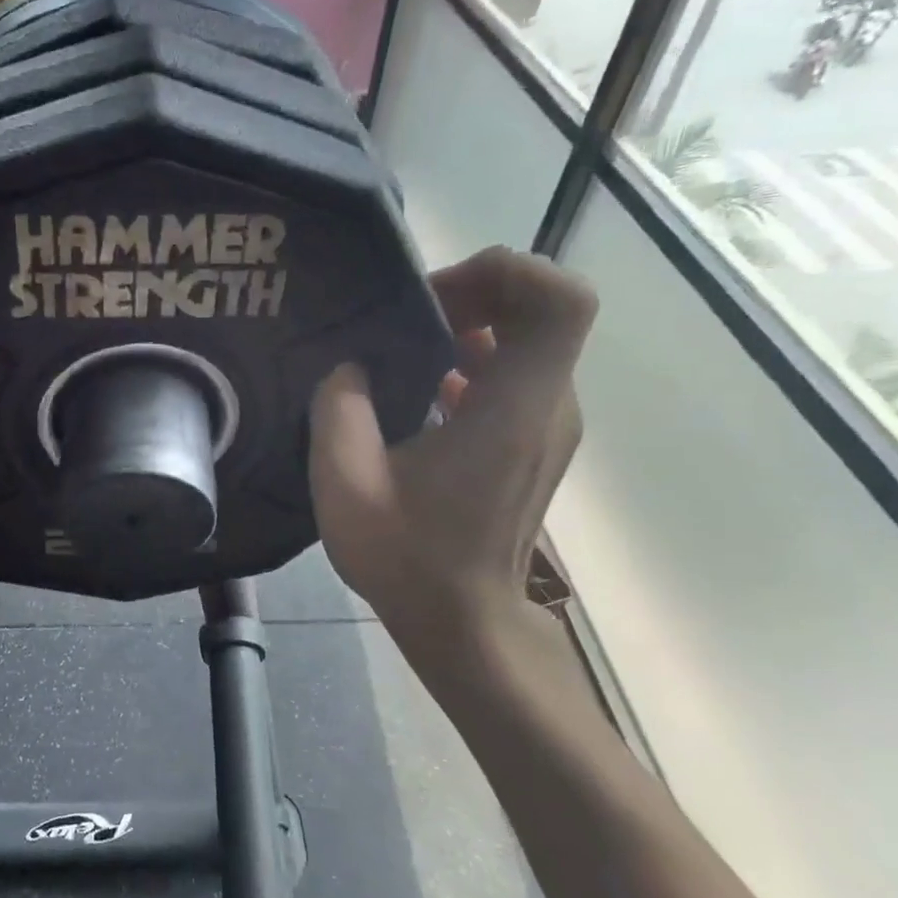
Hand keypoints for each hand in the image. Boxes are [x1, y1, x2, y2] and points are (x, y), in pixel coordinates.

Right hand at [308, 247, 595, 637]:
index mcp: (514, 409)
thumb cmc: (409, 559)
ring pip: (529, 341)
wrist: (464, 624)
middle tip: (404, 316)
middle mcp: (548, 408)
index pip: (559, 300)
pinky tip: (420, 389)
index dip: (503, 273)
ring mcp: (548, 427)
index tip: (433, 297)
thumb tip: (350, 368)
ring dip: (471, 326)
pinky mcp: (534, 444)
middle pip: (541, 311)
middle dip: (474, 293)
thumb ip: (339, 409)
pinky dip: (474, 360)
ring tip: (403, 348)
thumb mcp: (346, 484)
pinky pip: (516, 375)